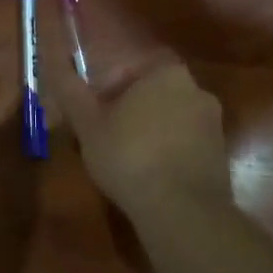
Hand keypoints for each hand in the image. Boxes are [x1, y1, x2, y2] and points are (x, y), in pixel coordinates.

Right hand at [43, 0, 232, 223]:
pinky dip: (165, 153)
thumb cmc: (129, 156)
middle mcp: (197, 91)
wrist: (183, 211)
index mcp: (167, 74)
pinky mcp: (220, 156)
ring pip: (169, 120)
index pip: (132, 68)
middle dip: (127, 110)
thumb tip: (53, 60)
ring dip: (147, 132)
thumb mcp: (88, 124)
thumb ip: (70, 90)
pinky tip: (146, 176)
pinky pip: (184, 145)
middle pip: (152, 93)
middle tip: (102, 135)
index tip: (93, 110)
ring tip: (121, 159)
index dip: (107, 87)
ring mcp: (213, 125)